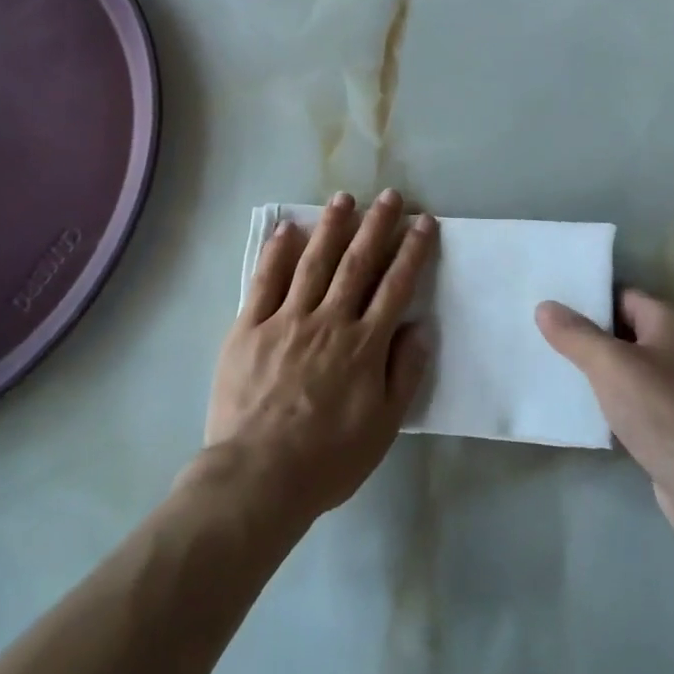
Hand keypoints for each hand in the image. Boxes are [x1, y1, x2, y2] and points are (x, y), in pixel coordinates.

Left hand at [205, 190, 436, 522]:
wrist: (258, 477)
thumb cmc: (327, 458)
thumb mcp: (383, 426)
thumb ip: (404, 373)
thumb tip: (421, 326)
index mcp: (363, 344)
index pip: (395, 286)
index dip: (412, 251)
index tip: (423, 222)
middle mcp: (329, 321)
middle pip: (357, 263)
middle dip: (376, 226)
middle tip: (390, 196)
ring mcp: (286, 320)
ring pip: (314, 262)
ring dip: (332, 227)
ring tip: (344, 198)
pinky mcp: (249, 327)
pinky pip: (265, 281)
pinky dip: (277, 253)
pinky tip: (288, 229)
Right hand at [537, 289, 673, 542]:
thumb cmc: (662, 413)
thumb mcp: (610, 366)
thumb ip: (575, 334)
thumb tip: (545, 306)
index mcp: (673, 320)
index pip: (622, 295)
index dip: (587, 302)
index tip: (552, 312)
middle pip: (628, 328)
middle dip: (592, 337)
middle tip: (549, 342)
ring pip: (634, 364)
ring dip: (604, 370)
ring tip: (563, 374)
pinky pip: (644, 394)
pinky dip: (620, 397)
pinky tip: (594, 409)